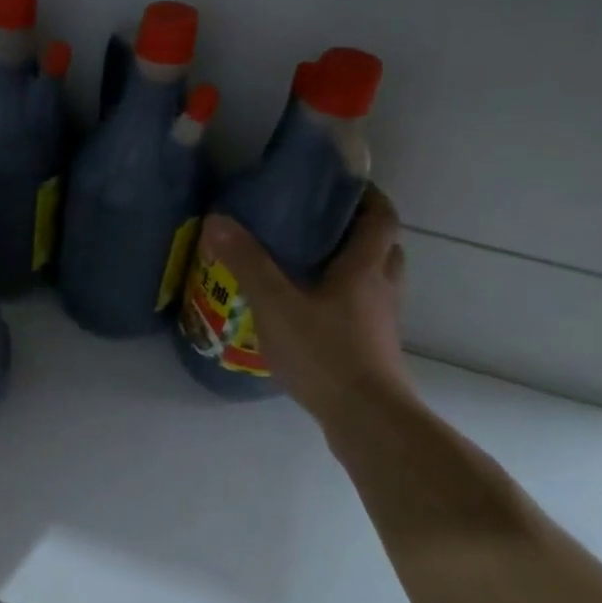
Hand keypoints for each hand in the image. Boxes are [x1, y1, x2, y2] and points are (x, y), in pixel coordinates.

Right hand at [199, 186, 413, 426]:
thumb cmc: (325, 352)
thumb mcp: (276, 303)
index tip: (343, 185)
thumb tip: (218, 219)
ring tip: (313, 265)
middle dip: (359, 231)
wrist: (365, 417)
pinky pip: (364, 310)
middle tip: (322, 225)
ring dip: (355, 267)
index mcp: (365, 268)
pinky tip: (312, 311)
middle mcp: (381, 289)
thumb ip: (247, 262)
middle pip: (383, 248)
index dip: (368, 196)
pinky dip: (345, 300)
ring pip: (376, 281)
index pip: (381, 218)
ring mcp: (381, 321)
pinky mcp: (373, 348)